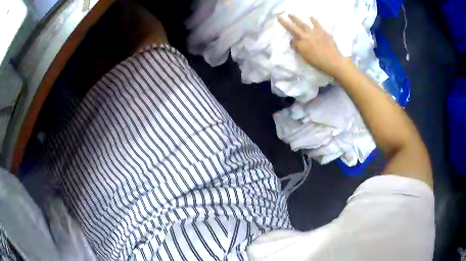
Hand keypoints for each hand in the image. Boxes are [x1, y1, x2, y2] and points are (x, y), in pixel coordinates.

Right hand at [278, 15, 348, 77]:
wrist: (334, 62)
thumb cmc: (319, 63)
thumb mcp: (306, 58)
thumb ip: (299, 49)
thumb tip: (294, 42)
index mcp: (301, 44)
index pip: (292, 40)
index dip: (291, 40)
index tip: (291, 41)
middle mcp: (305, 36)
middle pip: (293, 28)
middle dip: (286, 22)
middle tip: (280, 17)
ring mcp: (314, 32)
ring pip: (303, 24)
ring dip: (296, 18)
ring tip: (291, 14)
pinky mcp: (322, 32)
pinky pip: (317, 24)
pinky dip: (313, 20)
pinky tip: (311, 16)